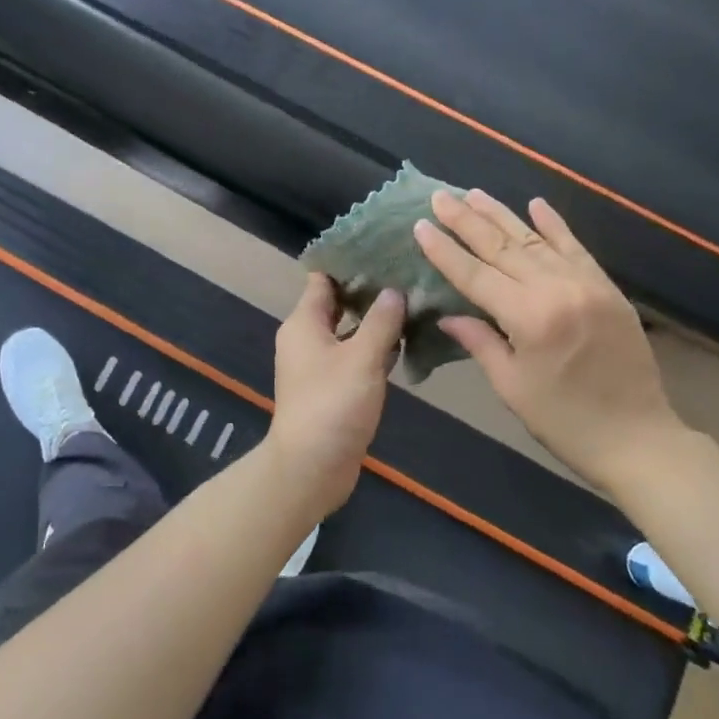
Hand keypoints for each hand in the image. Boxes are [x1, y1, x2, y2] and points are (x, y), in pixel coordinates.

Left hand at [267, 274, 404, 515]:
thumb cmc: (333, 404)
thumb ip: (381, 321)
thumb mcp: (362, 358)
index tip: (383, 251)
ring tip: (414, 302)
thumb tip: (394, 290)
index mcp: (304, 322)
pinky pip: (354, 357)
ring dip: (376, 322)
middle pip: (338, 304)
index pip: (323, 279)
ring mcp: (318, 365)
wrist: (312, 467)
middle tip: (408, 275)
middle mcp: (306, 338)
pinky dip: (375, 349)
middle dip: (370, 291)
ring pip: (349, 332)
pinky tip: (406, 343)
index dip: (350, 264)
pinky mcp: (332, 388)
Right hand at [413, 189, 686, 490]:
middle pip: (502, 248)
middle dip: (467, 221)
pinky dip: (555, 225)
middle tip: (440, 197)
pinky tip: (536, 203)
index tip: (421, 225)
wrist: (639, 439)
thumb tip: (448, 314)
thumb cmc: (565, 421)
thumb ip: (480, 342)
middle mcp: (557, 290)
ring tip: (474, 194)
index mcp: (529, 318)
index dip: (445, 251)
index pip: (475, 274)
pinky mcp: (607, 288)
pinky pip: (576, 248)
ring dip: (502, 215)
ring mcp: (586, 285)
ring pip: (535, 241)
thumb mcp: (512, 387)